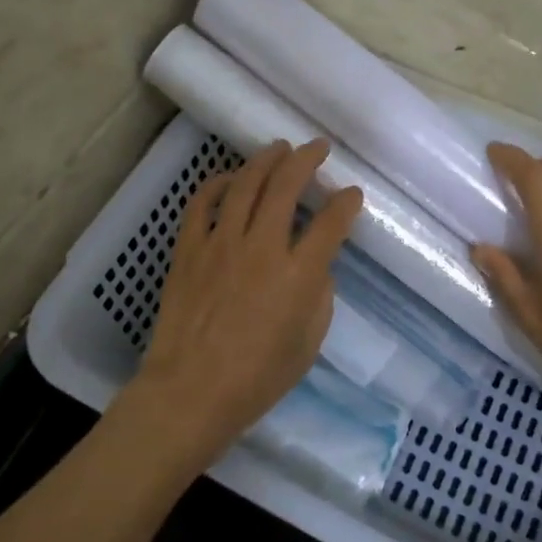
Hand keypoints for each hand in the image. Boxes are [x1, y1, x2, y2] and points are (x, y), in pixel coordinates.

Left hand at [110, 139, 364, 478]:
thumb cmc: (257, 379)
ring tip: (278, 149)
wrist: (190, 392)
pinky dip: (216, 184)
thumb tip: (314, 266)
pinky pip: (201, 204)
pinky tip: (228, 178)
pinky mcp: (189, 249)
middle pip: (286, 186)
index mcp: (298, 275)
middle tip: (317, 148)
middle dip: (306, 160)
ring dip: (265, 161)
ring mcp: (220, 244)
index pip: (331, 223)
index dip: (346, 203)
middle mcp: (262, 248)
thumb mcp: (308, 344)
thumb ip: (318, 296)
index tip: (352, 194)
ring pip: (245, 184)